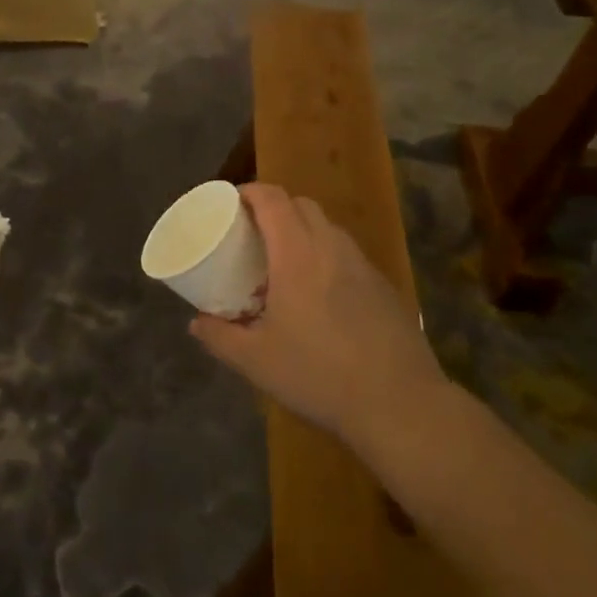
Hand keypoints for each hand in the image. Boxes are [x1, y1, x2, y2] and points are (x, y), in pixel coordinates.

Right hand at [190, 183, 447, 449]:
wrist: (400, 404)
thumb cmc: (318, 374)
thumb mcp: (256, 361)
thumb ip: (219, 337)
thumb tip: (196, 323)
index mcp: (297, 254)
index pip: (273, 199)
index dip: (250, 192)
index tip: (230, 202)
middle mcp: (331, 248)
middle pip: (302, 205)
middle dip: (275, 208)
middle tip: (253, 233)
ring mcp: (363, 266)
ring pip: (328, 228)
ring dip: (303, 231)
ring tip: (285, 263)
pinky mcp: (384, 287)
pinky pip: (348, 255)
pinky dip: (327, 257)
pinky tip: (321, 296)